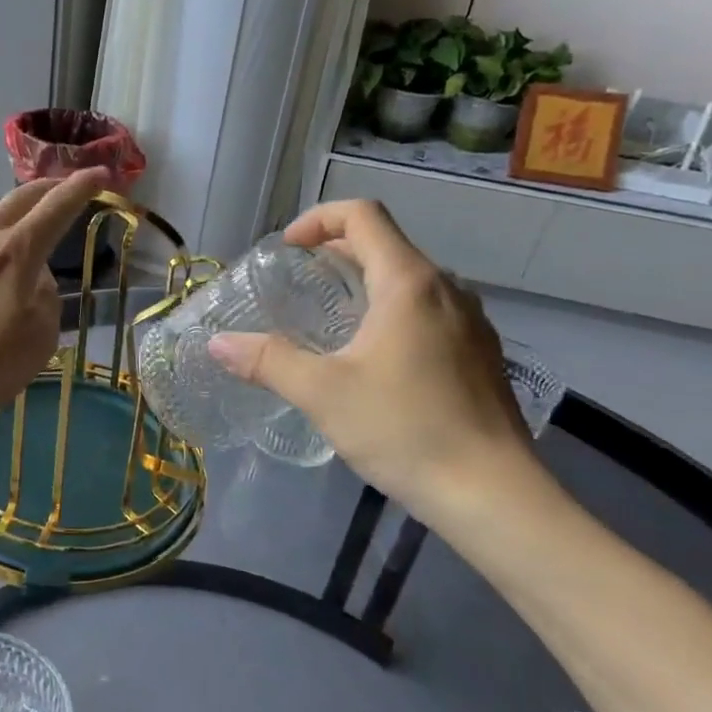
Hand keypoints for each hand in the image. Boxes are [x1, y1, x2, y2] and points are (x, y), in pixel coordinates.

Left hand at [0, 169, 109, 438]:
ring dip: (3, 204)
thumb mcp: (37, 344)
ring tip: (9, 215)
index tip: (100, 173)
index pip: (57, 207)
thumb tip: (35, 279)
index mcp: (17, 252)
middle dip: (47, 187)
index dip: (82, 187)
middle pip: (18, 197)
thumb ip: (45, 301)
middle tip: (61, 187)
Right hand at [208, 199, 538, 519]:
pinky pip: (429, 311)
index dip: (318, 220)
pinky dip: (392, 313)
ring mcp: (471, 321)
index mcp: (409, 282)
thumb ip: (267, 361)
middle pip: (385, 244)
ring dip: (365, 284)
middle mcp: (446, 289)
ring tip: (330, 322)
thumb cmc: (405, 430)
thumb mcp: (323, 393)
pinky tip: (374, 360)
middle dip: (335, 253)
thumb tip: (218, 343)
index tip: (288, 250)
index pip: (362, 215)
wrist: (493, 495)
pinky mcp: (480, 354)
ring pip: (409, 280)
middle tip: (297, 285)